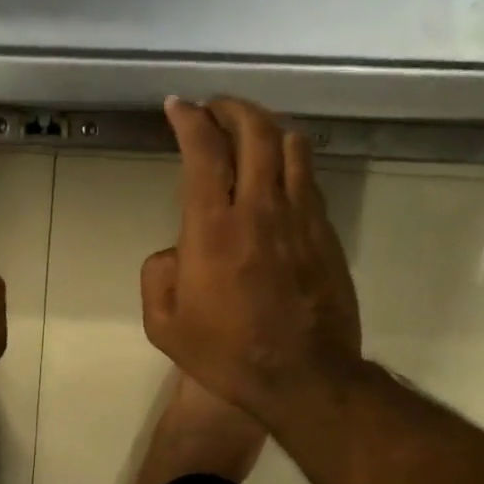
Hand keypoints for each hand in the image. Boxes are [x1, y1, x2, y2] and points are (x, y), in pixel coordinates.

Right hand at [141, 98, 363, 425]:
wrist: (304, 377)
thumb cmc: (227, 355)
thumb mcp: (165, 326)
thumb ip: (158, 276)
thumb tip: (174, 251)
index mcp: (212, 229)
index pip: (203, 152)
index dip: (190, 120)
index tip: (179, 106)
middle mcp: (259, 209)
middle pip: (254, 132)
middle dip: (231, 108)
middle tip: (215, 108)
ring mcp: (300, 217)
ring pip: (291, 146)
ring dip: (266, 126)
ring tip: (249, 130)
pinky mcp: (326, 232)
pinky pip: (309, 178)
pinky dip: (290, 160)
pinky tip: (279, 171)